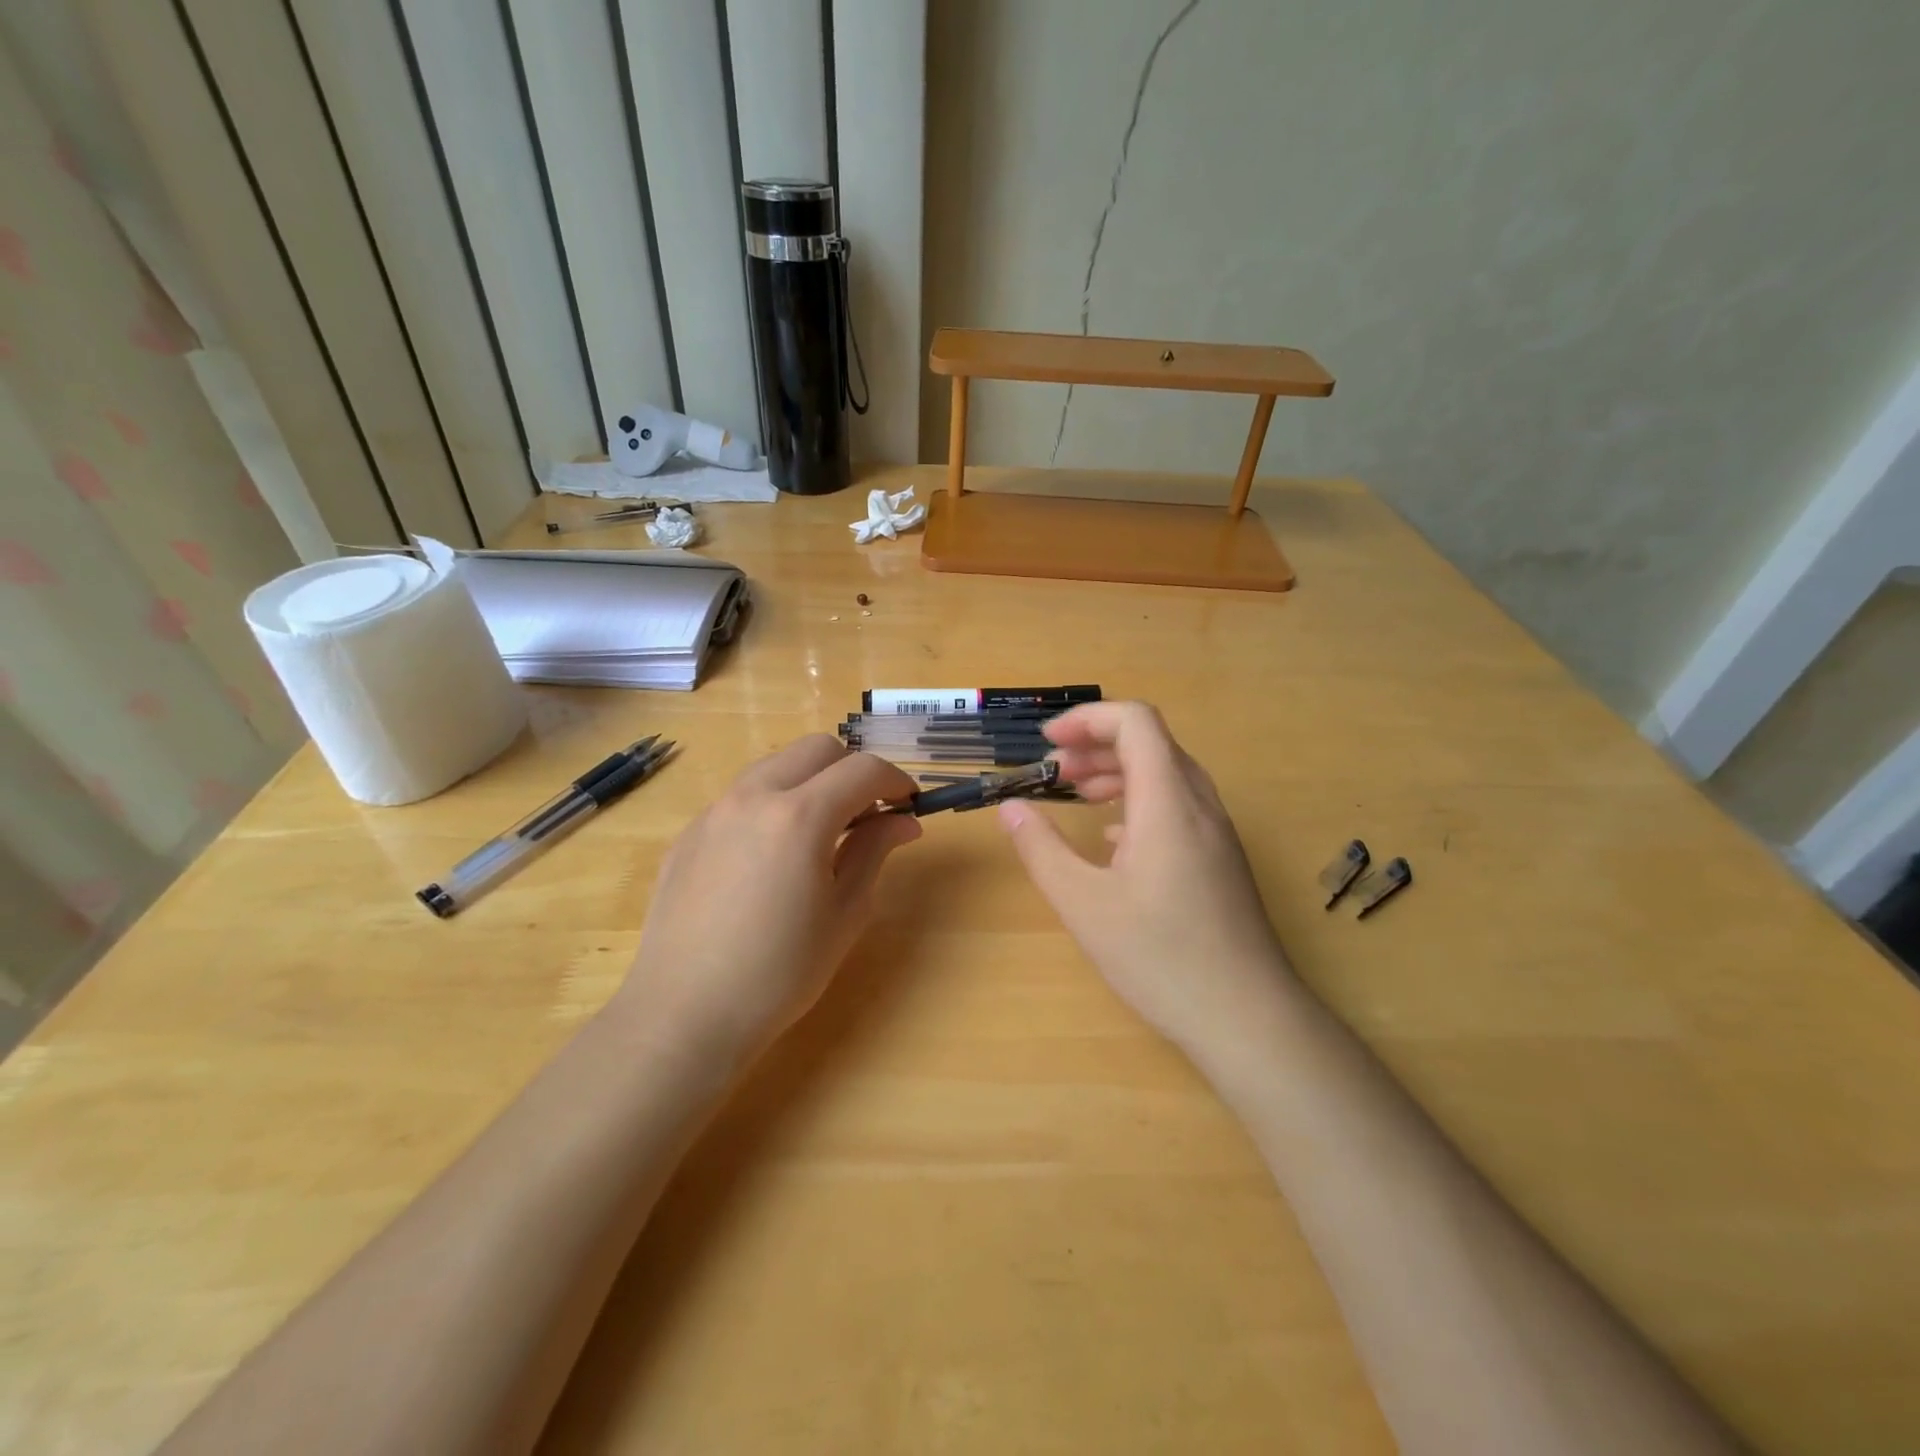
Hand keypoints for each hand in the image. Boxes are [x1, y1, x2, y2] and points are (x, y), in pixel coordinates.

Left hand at [617, 736, 920, 1067]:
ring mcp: (714, 812)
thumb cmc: (780, 973)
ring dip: (810, 781)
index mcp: (800, 816)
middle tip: (867, 814)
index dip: (896, 780)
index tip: (909, 804)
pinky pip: (741, 797)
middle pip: (816, 749)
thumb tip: (902, 821)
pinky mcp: (689, 833)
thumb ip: (873, 852)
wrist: (685, 1014)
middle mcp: (753, 797)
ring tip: (821, 831)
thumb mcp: (844, 914)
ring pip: (775, 766)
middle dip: (852, 769)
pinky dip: (772, 804)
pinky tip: (772, 856)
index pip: (862, 770)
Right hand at [996, 702, 1291, 1066]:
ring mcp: (1216, 833)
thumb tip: (1011, 808)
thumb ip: (1042, 849)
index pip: (1135, 722)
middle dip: (1096, 746)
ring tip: (1076, 797)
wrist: (1248, 1018)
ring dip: (1118, 774)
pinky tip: (1113, 840)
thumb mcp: (1084, 904)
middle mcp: (1199, 804)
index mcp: (1167, 801)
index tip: (1046, 742)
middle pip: (1150, 744)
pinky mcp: (1220, 859)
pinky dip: (1139, 802)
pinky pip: (1178, 806)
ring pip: (1166, 774)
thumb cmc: (1161, 957)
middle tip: (1053, 773)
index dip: (1087, 718)